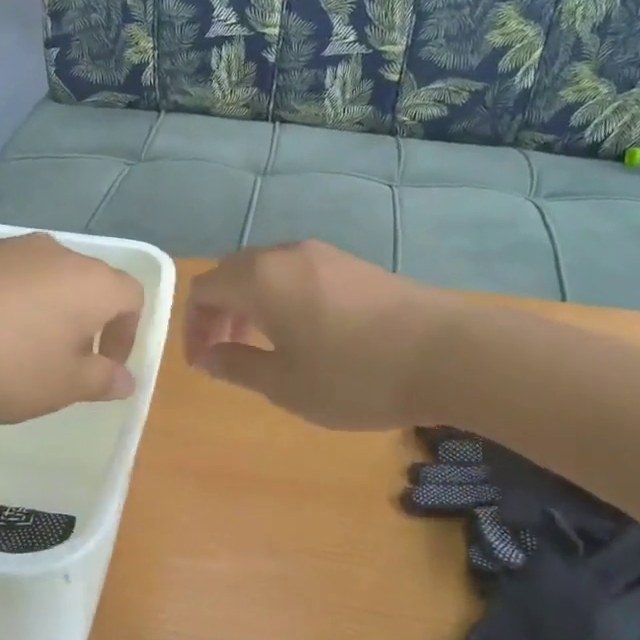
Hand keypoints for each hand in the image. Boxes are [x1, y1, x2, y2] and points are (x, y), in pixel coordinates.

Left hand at [0, 234, 142, 422]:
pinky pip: (2, 278)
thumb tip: (125, 378)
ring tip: (15, 353)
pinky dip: (4, 304)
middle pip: (87, 284)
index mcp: (91, 282)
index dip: (126, 335)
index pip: (132, 297)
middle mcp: (55, 254)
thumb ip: (101, 380)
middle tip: (62, 364)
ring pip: (43, 279)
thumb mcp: (60, 386)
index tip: (103, 368)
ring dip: (43, 313)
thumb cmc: (2, 362)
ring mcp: (7, 247)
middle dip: (84, 324)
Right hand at [184, 241, 451, 429]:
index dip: (192, 327)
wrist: (447, 354)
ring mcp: (326, 255)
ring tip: (262, 347)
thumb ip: (237, 366)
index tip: (203, 364)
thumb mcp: (285, 384)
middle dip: (220, 313)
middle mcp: (288, 255)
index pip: (204, 290)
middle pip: (233, 274)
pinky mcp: (355, 265)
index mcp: (260, 279)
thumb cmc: (354, 376)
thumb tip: (208, 356)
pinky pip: (299, 275)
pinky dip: (282, 299)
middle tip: (226, 354)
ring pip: (268, 272)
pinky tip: (304, 334)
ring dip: (251, 305)